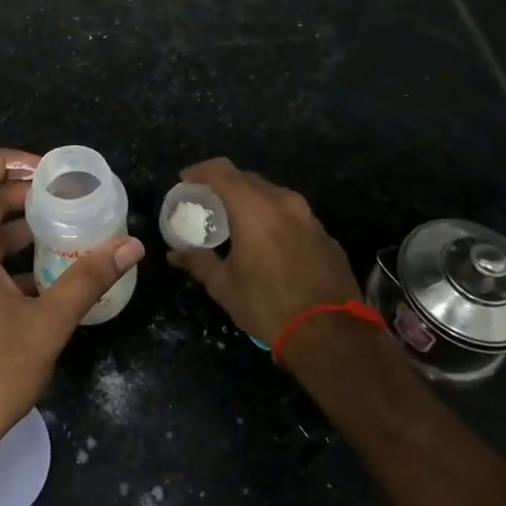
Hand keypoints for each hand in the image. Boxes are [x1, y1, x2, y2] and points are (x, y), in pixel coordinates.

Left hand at [0, 148, 143, 465]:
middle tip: (66, 200)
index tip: (46, 172)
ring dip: (16, 227)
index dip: (4, 160)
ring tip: (62, 231)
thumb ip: (88, 280)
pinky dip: (6, 257)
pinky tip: (42, 277)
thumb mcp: (47, 326)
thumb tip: (131, 246)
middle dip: (21, 195)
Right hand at [166, 158, 361, 345]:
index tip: (185, 181)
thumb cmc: (267, 304)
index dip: (200, 171)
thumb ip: (198, 262)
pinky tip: (269, 243)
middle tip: (208, 202)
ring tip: (237, 221)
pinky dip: (275, 220)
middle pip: (248, 179)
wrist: (331, 335)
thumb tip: (174, 254)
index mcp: (254, 207)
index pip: (221, 171)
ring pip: (274, 196)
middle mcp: (283, 202)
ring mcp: (310, 218)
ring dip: (252, 201)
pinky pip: (293, 216)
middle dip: (225, 185)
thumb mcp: (224, 285)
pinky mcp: (326, 236)